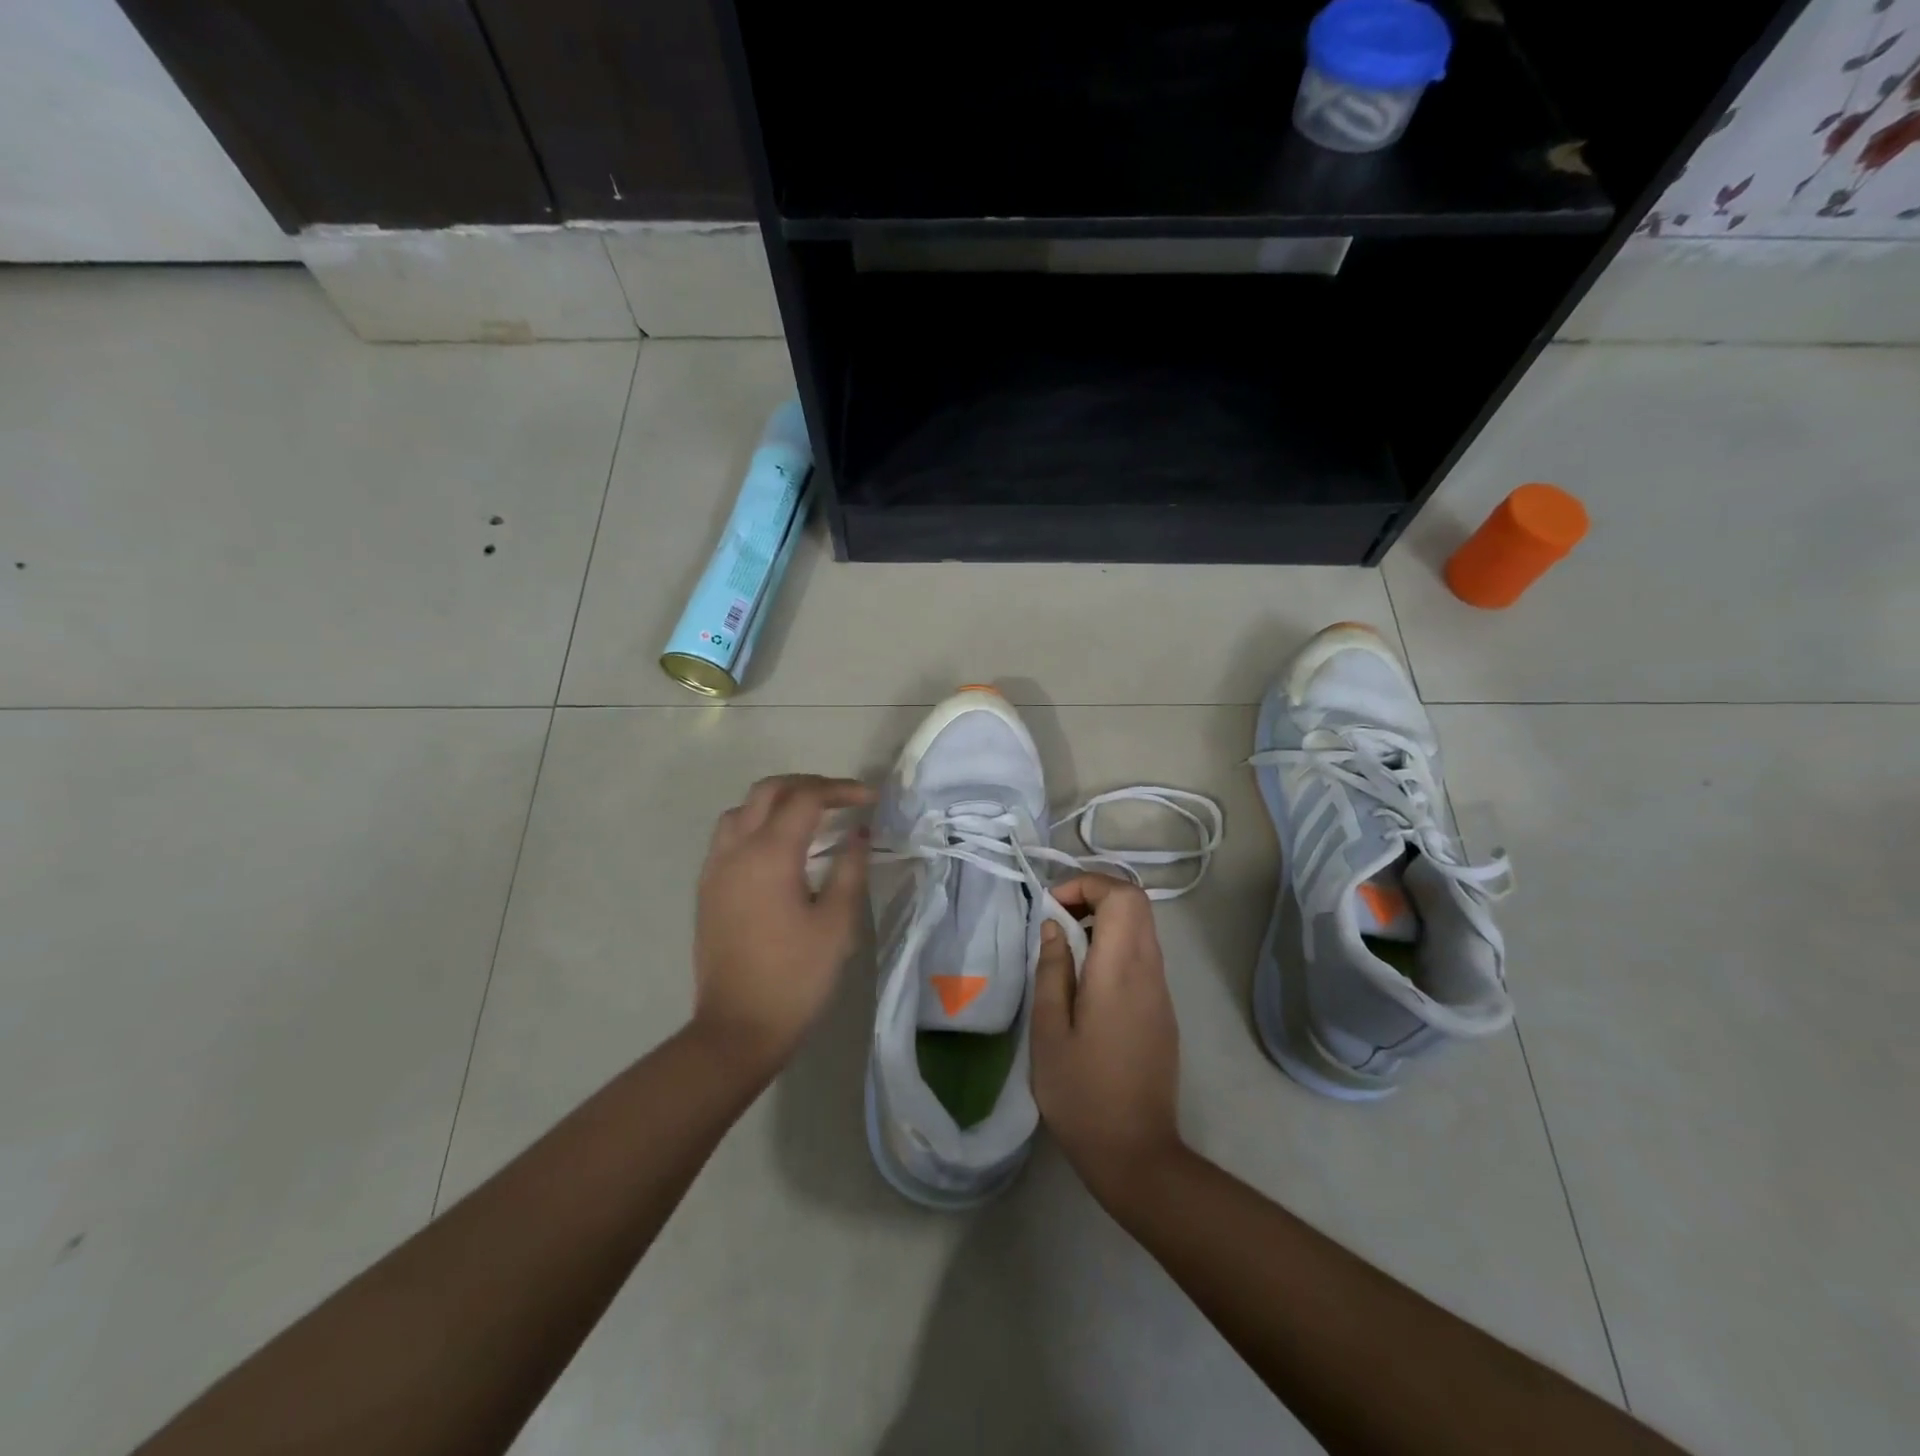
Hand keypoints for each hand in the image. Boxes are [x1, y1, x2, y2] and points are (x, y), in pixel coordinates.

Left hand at [692, 774, 871, 1075]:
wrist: (737, 1029)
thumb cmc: (796, 978)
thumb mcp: (836, 924)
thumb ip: (850, 869)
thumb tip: (858, 833)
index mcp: (770, 855)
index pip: (806, 799)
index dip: (841, 790)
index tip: (870, 799)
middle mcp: (736, 850)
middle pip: (768, 791)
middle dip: (807, 785)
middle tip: (842, 798)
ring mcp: (715, 868)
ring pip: (743, 809)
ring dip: (777, 801)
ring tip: (810, 817)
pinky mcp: (708, 888)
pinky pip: (729, 834)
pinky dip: (757, 823)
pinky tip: (780, 848)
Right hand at [1031, 874, 1184, 1204]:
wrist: (1137, 1153)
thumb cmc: (1082, 1094)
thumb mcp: (1049, 1031)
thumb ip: (1052, 970)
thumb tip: (1053, 927)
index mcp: (1121, 970)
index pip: (1122, 895)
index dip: (1087, 885)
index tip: (1051, 907)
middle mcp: (1149, 971)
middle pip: (1136, 904)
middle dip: (1095, 896)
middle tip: (1056, 920)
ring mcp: (1161, 991)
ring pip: (1141, 928)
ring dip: (1104, 921)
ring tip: (1065, 948)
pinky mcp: (1163, 1011)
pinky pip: (1142, 956)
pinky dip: (1114, 946)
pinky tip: (1085, 981)